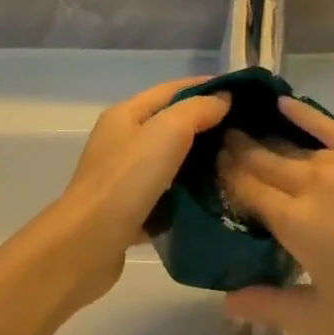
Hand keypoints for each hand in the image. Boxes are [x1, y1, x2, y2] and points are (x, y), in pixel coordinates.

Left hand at [40, 77, 230, 305]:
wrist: (87, 246)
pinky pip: (166, 194)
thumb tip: (223, 99)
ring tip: (236, 164)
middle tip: (246, 132)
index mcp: (126, 115)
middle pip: (171, 124)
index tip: (243, 94)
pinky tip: (213, 198)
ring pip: (170, 161)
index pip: (173, 89)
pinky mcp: (129, 211)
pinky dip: (187, 194)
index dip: (207, 87)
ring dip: (199, 160)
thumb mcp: (167, 132)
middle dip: (207, 124)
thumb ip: (197, 110)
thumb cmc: (126, 180)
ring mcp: (123, 178)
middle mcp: (122, 141)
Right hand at [215, 98, 333, 334]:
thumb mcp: (324, 320)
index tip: (208, 165)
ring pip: (294, 145)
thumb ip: (270, 306)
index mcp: (294, 222)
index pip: (247, 189)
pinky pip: (331, 126)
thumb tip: (226, 301)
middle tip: (219, 142)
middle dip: (239, 151)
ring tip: (244, 128)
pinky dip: (304, 114)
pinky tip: (285, 104)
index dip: (225, 176)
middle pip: (265, 160)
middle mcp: (312, 182)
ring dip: (266, 137)